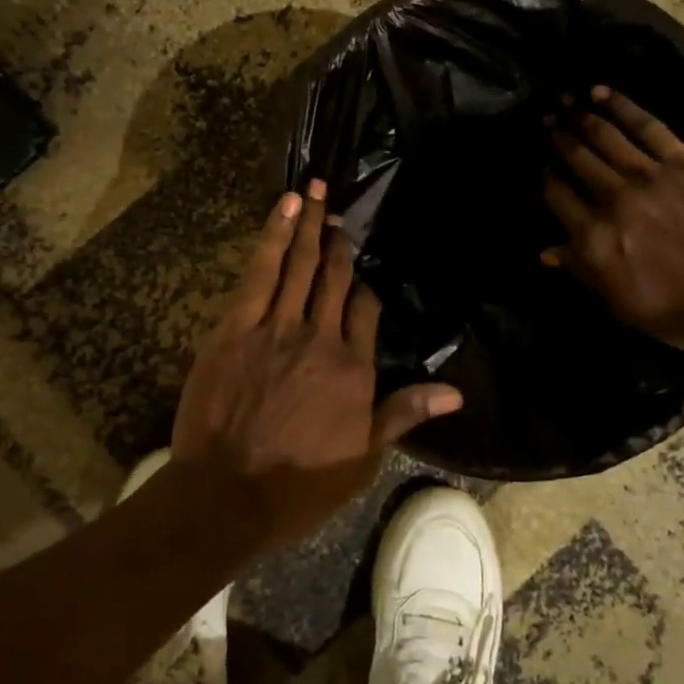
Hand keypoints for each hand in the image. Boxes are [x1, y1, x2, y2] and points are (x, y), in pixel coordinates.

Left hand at [171, 180, 462, 550]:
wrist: (227, 495)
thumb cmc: (299, 484)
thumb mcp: (363, 458)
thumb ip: (403, 414)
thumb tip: (456, 392)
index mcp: (354, 369)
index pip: (367, 310)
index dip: (366, 284)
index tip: (365, 263)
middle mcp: (320, 338)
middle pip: (334, 278)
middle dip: (339, 240)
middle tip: (342, 206)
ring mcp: (276, 328)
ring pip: (299, 265)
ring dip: (308, 223)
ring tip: (314, 189)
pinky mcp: (237, 327)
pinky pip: (260, 272)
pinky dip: (273, 236)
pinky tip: (283, 208)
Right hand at [541, 86, 683, 356]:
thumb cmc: (682, 312)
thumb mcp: (620, 304)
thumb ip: (582, 271)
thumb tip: (545, 251)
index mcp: (594, 238)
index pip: (557, 196)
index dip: (545, 177)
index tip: (540, 164)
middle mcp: (613, 200)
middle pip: (577, 160)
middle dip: (557, 137)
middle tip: (545, 117)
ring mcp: (649, 177)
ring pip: (606, 138)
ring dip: (581, 117)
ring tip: (565, 100)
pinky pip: (648, 128)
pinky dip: (623, 108)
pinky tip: (603, 94)